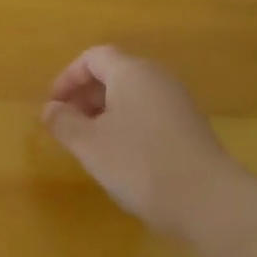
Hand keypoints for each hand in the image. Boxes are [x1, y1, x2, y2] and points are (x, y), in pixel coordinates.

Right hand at [42, 45, 236, 233]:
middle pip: (114, 73)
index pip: (93, 57)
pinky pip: (148, 113)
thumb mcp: (89, 144)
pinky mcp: (188, 126)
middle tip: (66, 125)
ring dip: (104, 112)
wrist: (206, 199)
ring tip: (88, 143)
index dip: (67, 78)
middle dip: (84, 96)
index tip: (53, 106)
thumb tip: (50, 109)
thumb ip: (64, 122)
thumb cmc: (139, 163)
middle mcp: (157, 78)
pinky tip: (119, 156)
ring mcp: (177, 102)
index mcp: (132, 72)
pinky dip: (126, 124)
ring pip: (131, 95)